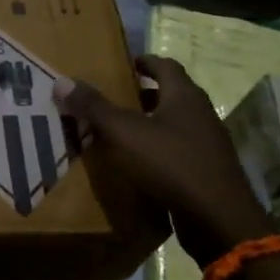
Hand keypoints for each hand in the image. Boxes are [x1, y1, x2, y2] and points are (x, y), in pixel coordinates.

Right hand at [56, 57, 269, 267]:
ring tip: (121, 131)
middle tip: (115, 98)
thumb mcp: (125, 132)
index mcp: (184, 96)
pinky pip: (178, 150)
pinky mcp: (207, 170)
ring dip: (151, 123)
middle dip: (144, 94)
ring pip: (175, 123)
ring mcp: (207, 143)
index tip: (124, 64)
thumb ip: (94, 107)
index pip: (165, 65)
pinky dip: (158, 149)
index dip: (144, 62)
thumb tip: (62, 81)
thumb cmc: (171, 163)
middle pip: (172, 94)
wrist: (217, 217)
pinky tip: (139, 163)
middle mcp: (200, 113)